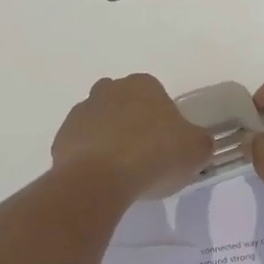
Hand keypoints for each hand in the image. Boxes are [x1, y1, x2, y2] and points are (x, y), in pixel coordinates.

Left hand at [51, 74, 214, 203]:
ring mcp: (82, 111)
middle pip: (124, 103)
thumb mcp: (196, 149)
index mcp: (143, 84)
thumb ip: (201, 141)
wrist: (99, 179)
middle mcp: (109, 89)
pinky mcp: (62, 137)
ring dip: (109, 138)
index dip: (162, 118)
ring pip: (100, 122)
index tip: (167, 143)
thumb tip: (198, 141)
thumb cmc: (153, 155)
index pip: (156, 94)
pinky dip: (90, 157)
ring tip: (121, 171)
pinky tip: (101, 179)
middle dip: (132, 122)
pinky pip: (81, 145)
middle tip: (144, 154)